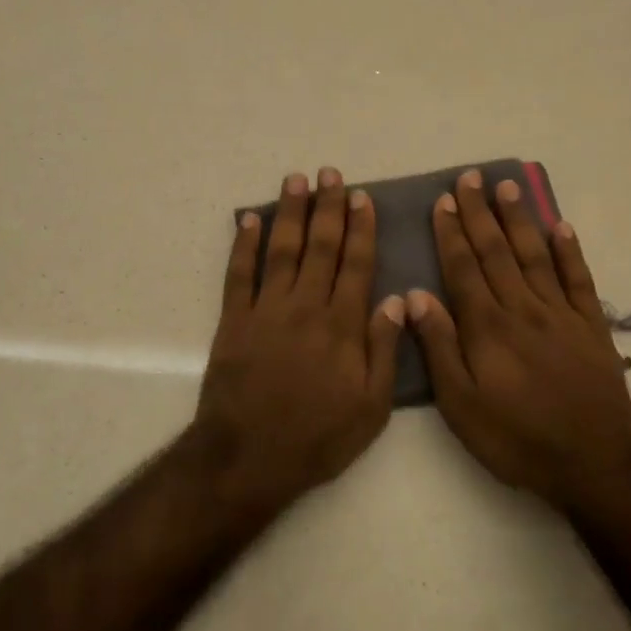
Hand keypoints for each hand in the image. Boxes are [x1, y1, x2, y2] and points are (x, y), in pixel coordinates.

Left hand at [194, 168, 405, 512]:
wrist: (249, 456)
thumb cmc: (317, 437)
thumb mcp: (371, 408)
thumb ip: (384, 350)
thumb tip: (397, 300)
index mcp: (343, 325)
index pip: (356, 264)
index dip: (360, 228)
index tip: (361, 197)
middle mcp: (306, 307)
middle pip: (320, 247)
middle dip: (327, 207)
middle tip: (330, 174)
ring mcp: (266, 310)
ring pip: (282, 250)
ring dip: (290, 213)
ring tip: (296, 180)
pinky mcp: (234, 321)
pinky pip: (239, 274)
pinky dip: (244, 244)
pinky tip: (249, 219)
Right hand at [406, 169, 630, 512]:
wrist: (592, 462)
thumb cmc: (515, 438)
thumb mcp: (460, 405)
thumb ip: (439, 347)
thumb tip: (415, 297)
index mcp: (487, 327)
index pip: (464, 268)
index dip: (452, 233)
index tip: (444, 201)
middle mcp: (523, 309)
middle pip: (497, 252)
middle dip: (481, 213)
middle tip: (470, 178)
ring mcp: (561, 315)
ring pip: (535, 255)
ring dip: (519, 220)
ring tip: (508, 187)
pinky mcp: (591, 327)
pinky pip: (579, 279)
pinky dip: (570, 251)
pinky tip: (561, 227)